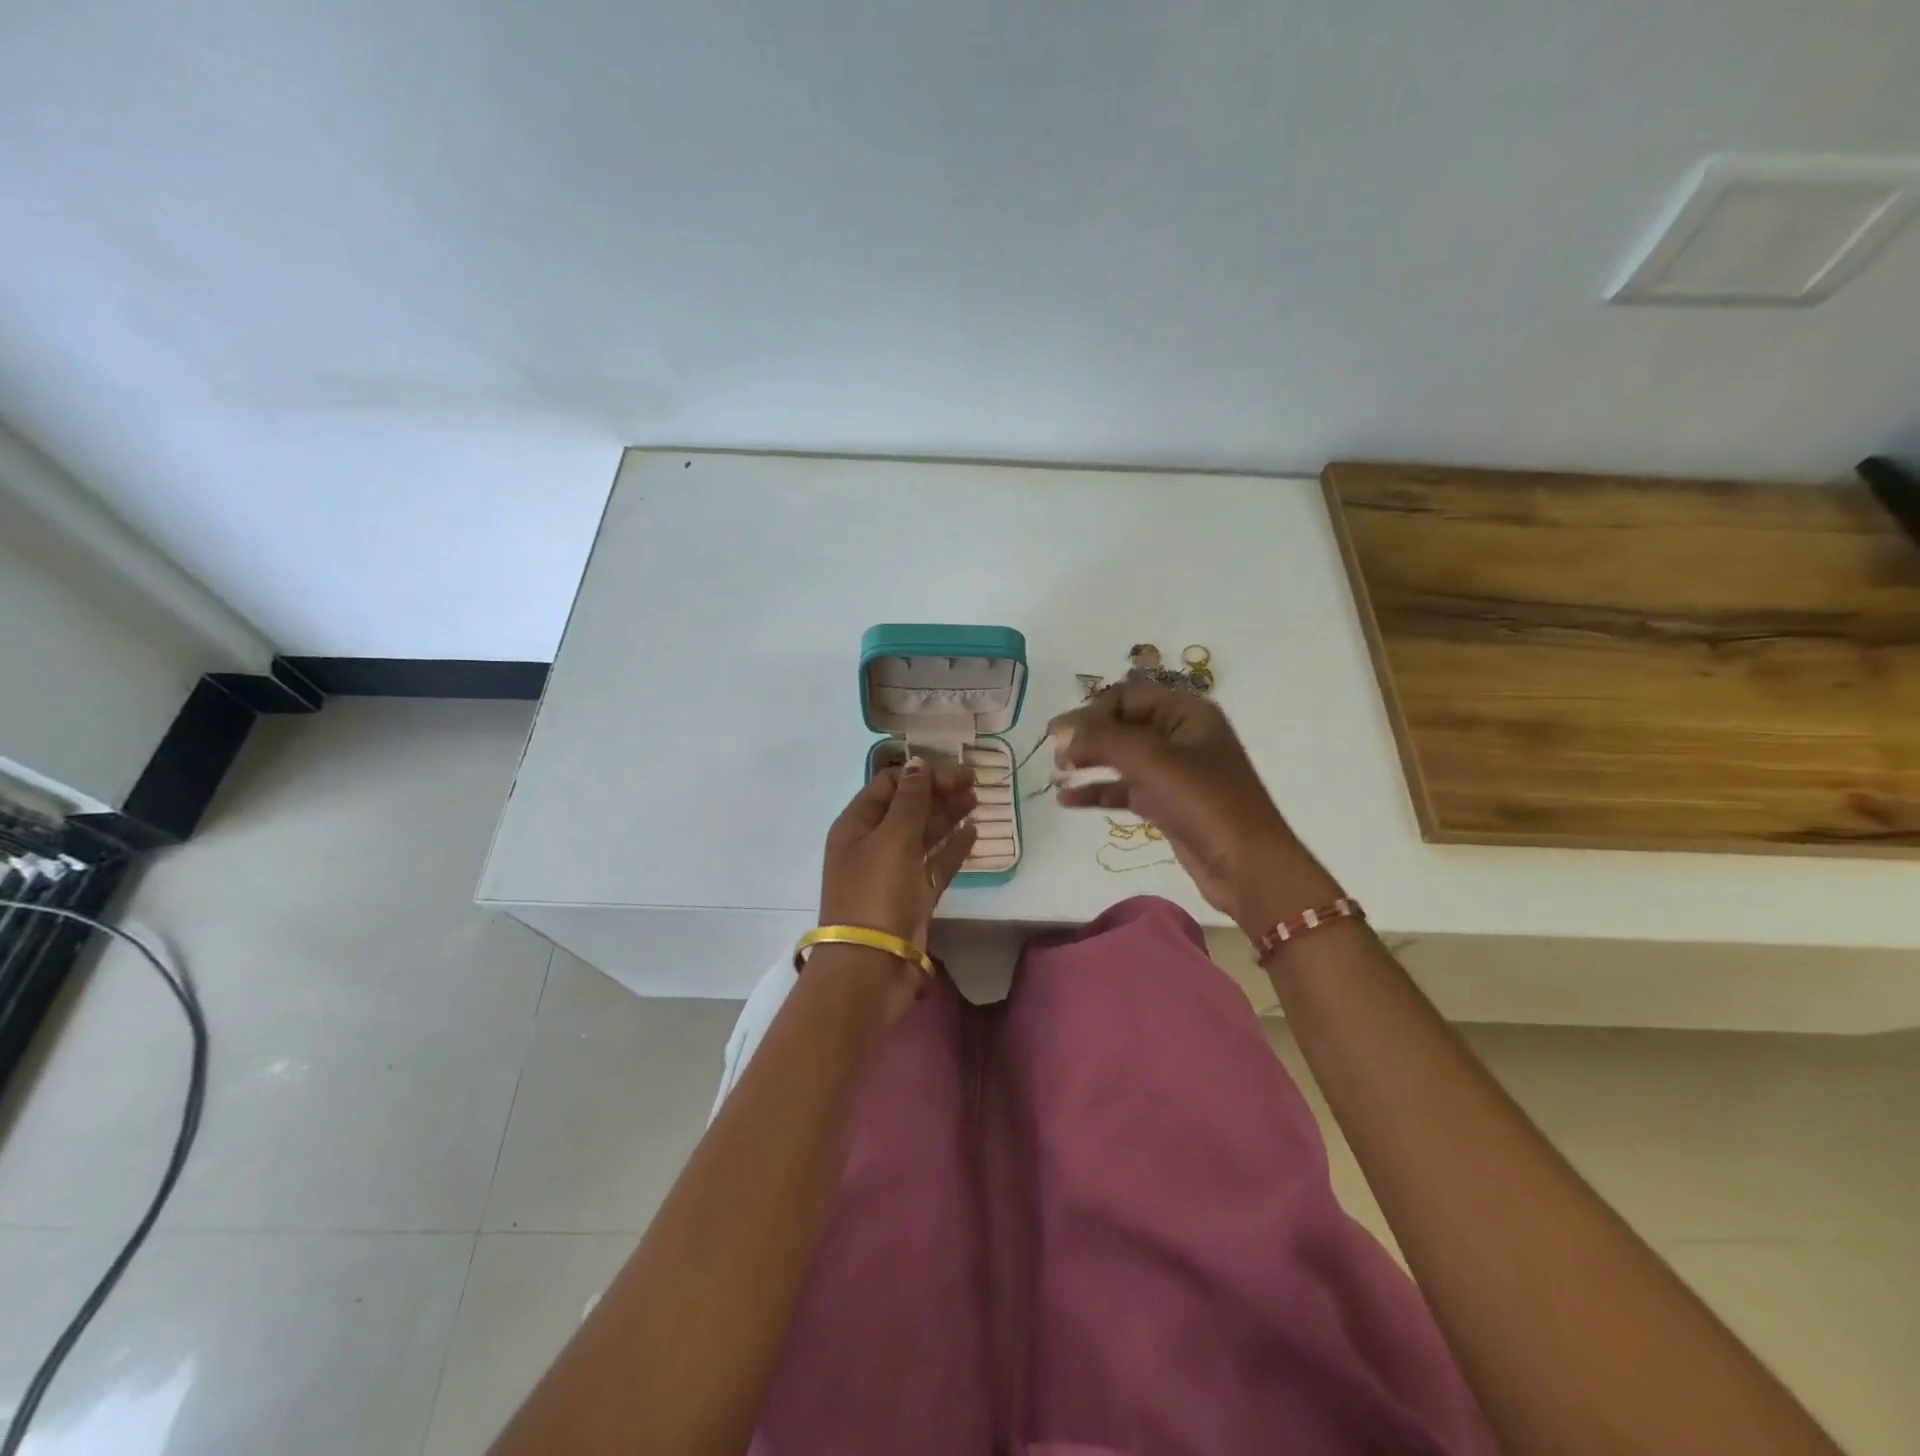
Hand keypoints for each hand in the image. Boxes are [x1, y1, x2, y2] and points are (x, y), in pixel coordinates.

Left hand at [819, 758, 977, 950]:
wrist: (870, 966)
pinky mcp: (913, 896)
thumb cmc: (876, 893)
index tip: (951, 773)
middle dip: (938, 793)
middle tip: (974, 782)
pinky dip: (952, 847)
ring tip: (977, 799)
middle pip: (908, 808)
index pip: (887, 786)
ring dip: (948, 815)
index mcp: (856, 825)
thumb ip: (910, 801)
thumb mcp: (892, 839)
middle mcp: (873, 844)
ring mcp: (894, 872)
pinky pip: (935, 863)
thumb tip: (918, 765)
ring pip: (923, 835)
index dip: (918, 776)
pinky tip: (973, 832)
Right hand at [1048, 684, 1341, 933]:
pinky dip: (1099, 791)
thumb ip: (1100, 740)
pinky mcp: (1167, 803)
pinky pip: (1125, 788)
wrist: (1247, 866)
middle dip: (1087, 736)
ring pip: (1122, 758)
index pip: (1126, 697)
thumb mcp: (1150, 760)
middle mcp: (1180, 735)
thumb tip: (1058, 731)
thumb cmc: (1203, 801)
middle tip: (1053, 752)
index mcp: (1186, 712)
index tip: (1057, 734)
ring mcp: (1175, 771)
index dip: (1090, 712)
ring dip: (1089, 763)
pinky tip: (1068, 800)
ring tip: (1056, 773)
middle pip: (1122, 724)